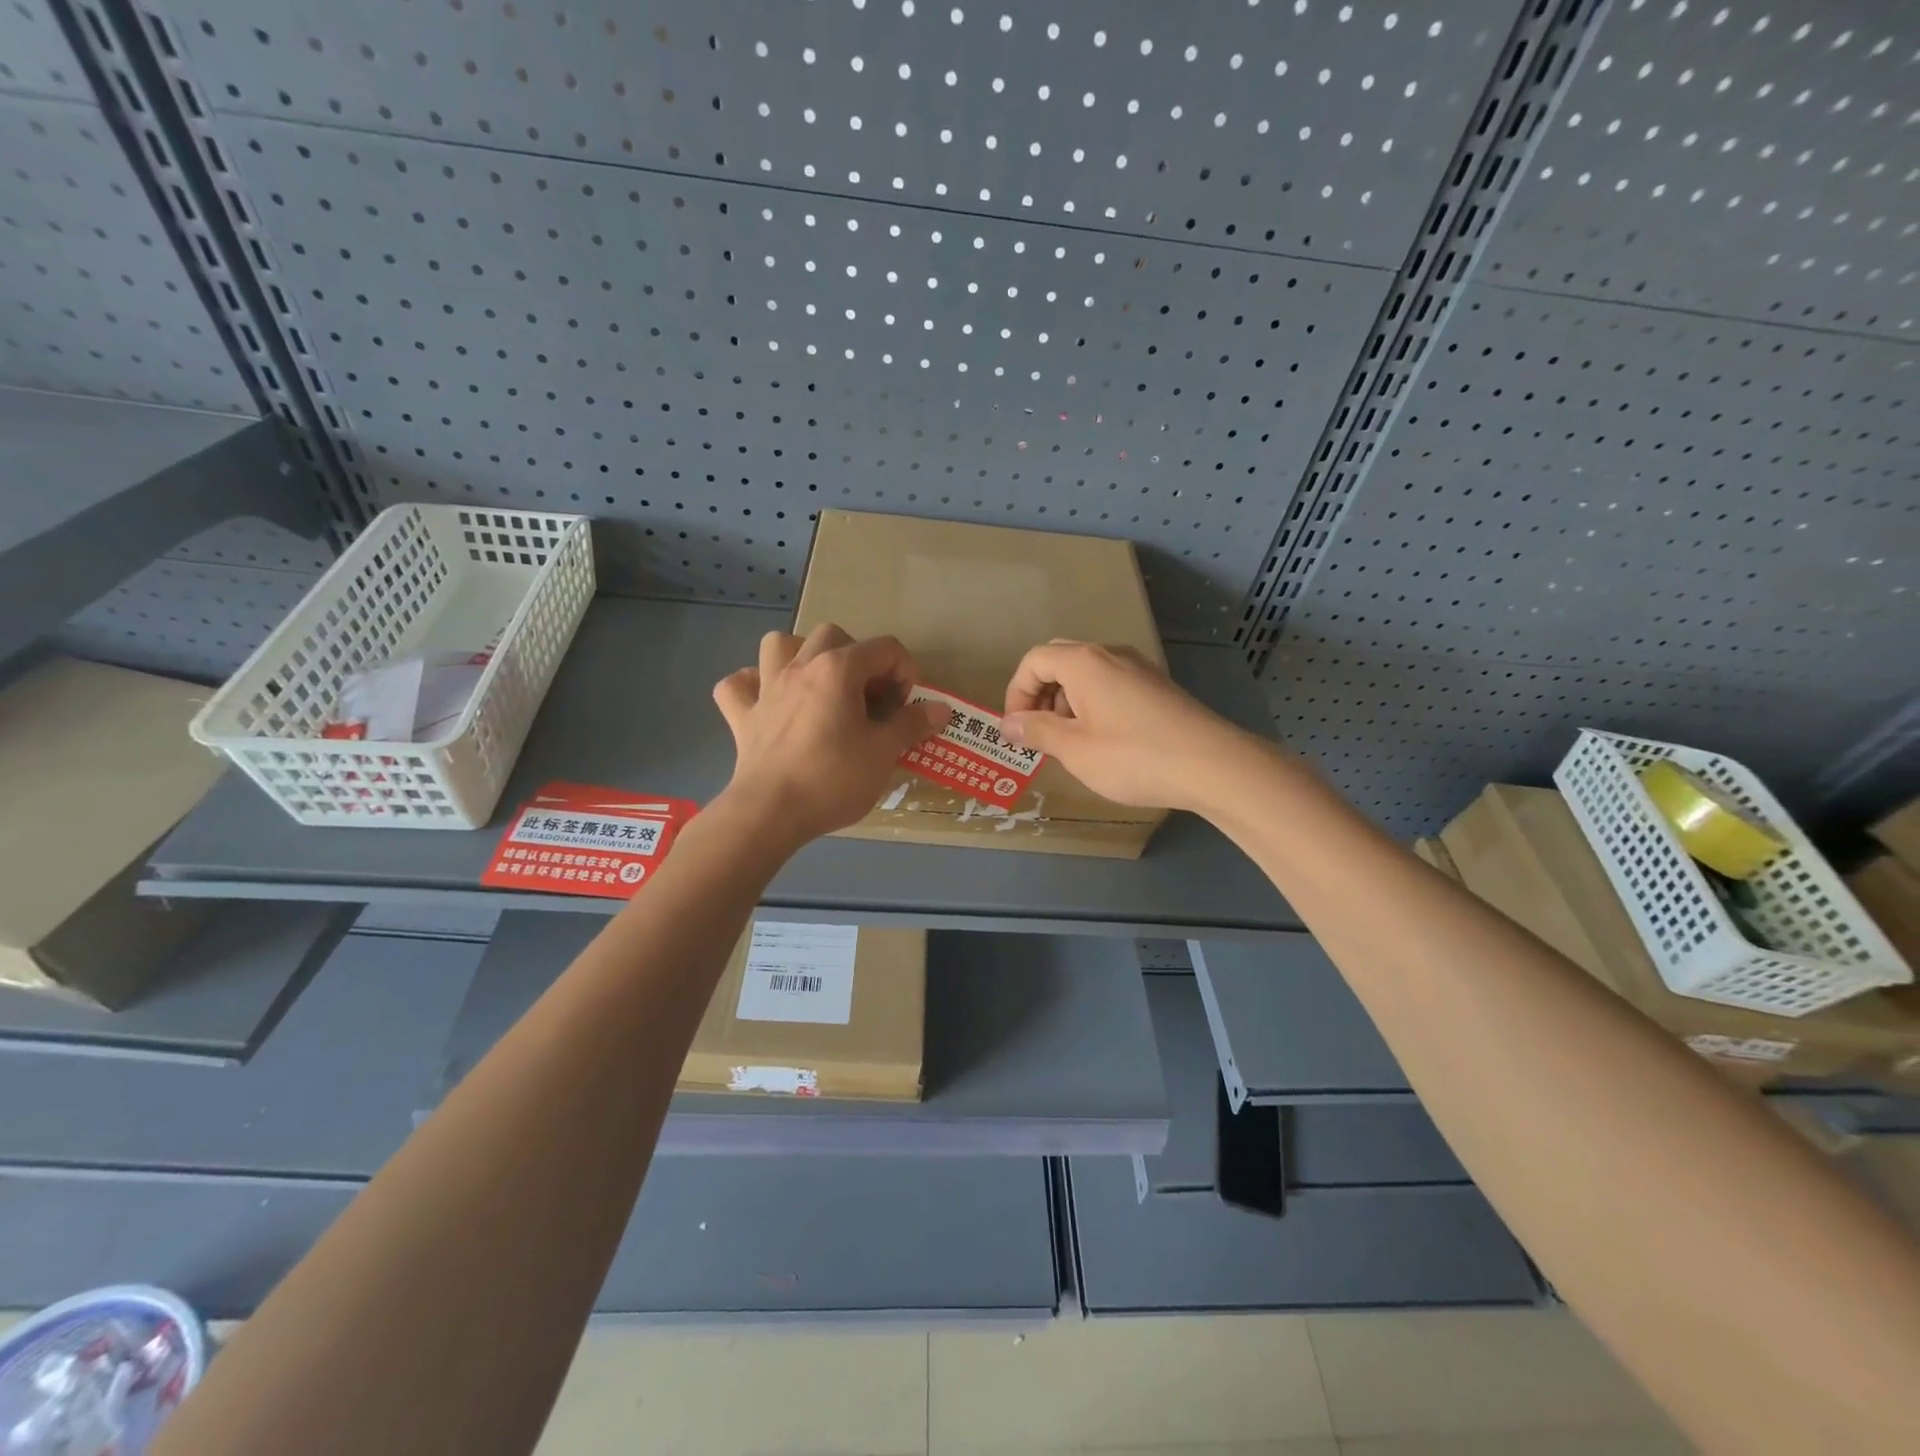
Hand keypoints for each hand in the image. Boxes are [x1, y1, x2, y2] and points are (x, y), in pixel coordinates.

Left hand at [712, 624, 949, 845]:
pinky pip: (738, 685)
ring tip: (818, 684)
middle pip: (833, 636)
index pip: (885, 648)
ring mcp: (765, 689)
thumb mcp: (883, 753)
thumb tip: (941, 709)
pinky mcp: (742, 717)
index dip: (905, 673)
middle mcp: (800, 667)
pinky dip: (753, 686)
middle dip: (858, 658)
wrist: (770, 813)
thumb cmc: (833, 779)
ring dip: (800, 656)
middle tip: (869, 697)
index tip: (907, 708)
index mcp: (838, 669)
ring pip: (779, 645)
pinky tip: (769, 702)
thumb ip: (912, 724)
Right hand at [1002, 641, 1250, 812]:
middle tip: (1041, 735)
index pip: (1034, 661)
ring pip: (1087, 674)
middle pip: (1059, 661)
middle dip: (1040, 696)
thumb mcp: (1075, 750)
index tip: (1018, 730)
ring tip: (1072, 744)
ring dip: (1067, 702)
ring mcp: (1138, 668)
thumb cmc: (1134, 757)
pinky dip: (1094, 705)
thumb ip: (1037, 732)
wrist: (1213, 765)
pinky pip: (1112, 685)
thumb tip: (1008, 724)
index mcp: (1084, 662)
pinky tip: (1105, 742)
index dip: (1016, 693)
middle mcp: (1110, 655)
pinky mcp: (1157, 686)